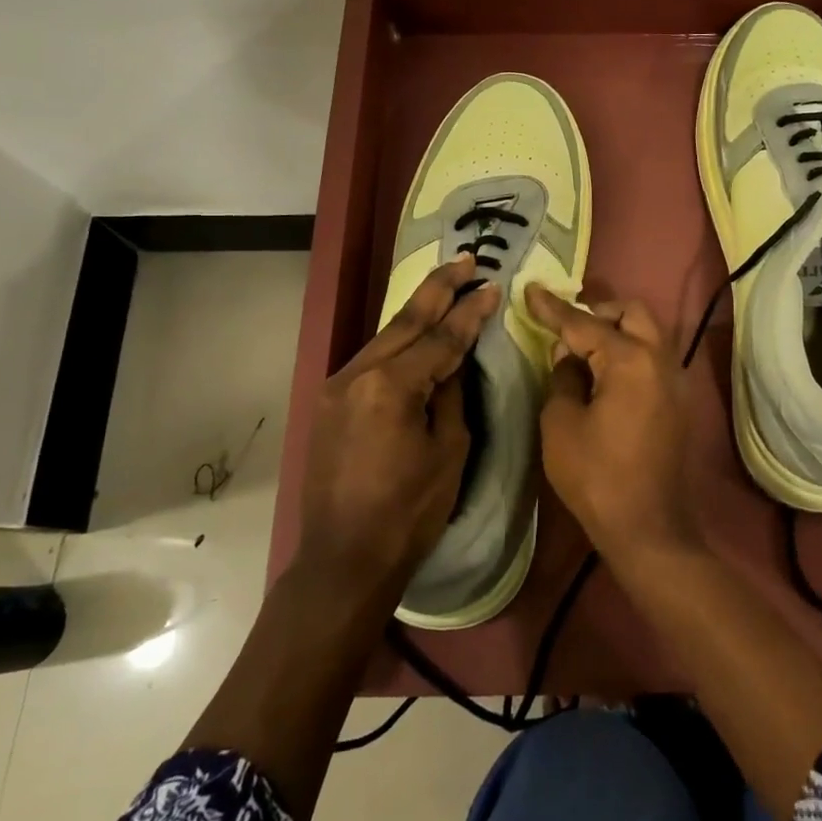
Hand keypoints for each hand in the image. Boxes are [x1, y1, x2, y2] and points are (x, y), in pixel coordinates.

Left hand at [296, 257, 498, 596]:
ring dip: (417, 313)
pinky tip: (414, 332)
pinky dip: (397, 342)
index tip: (492, 286)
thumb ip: (451, 395)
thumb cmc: (409, 512)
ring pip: (384, 338)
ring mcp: (336, 387)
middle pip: (405, 322)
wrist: (344, 560)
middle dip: (439, 290)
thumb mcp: (449, 451)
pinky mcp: (328, 402)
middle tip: (466, 261)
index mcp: (390, 387)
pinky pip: (370, 361)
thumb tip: (453, 360)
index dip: (470, 313)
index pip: (440, 340)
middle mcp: (356, 374)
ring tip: (446, 287)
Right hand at [525, 285, 698, 563]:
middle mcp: (660, 359)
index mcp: (630, 360)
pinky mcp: (677, 401)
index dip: (553, 308)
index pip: (584, 324)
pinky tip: (602, 375)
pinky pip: (652, 358)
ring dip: (616, 330)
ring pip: (647, 333)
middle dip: (597, 311)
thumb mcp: (561, 424)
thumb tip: (570, 357)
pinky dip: (629, 352)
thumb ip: (563, 378)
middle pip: (632, 313)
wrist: (648, 527)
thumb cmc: (597, 476)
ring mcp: (675, 380)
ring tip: (581, 350)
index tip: (530, 289)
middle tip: (565, 327)